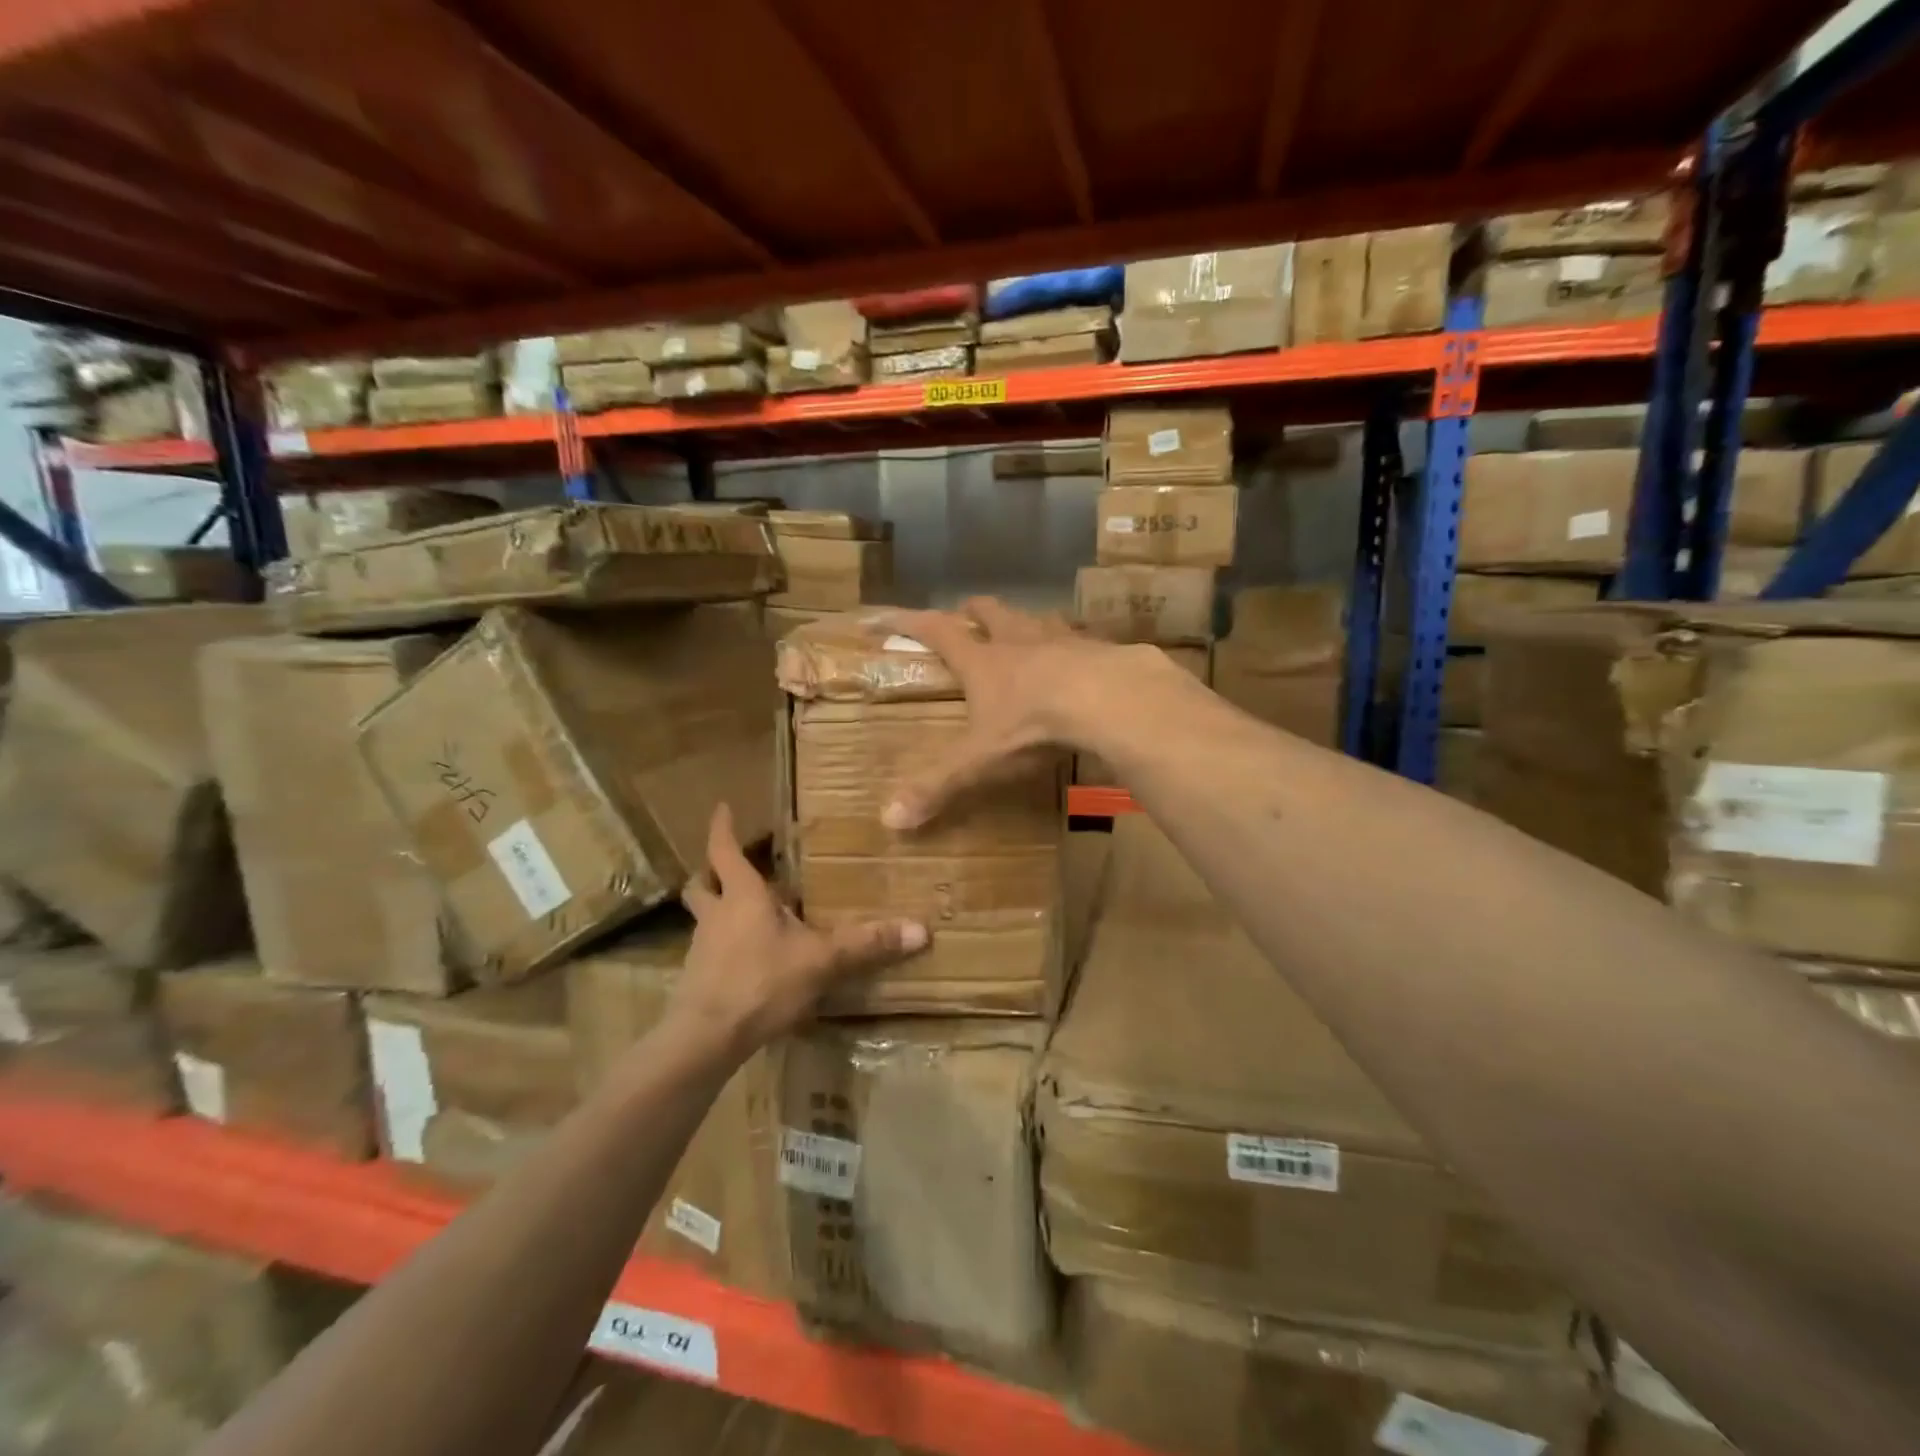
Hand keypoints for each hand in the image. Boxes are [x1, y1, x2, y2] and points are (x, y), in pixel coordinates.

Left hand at [674, 803, 926, 1052]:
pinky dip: (723, 946)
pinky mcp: (698, 979)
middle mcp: (716, 916)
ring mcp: (702, 948)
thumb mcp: (821, 960)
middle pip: (701, 884)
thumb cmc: (761, 982)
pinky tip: (748, 960)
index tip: (722, 807)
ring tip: (744, 913)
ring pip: (704, 918)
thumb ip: (867, 944)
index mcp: (742, 896)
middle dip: (711, 871)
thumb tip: (921, 930)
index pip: (724, 850)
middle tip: (729, 866)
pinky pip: (709, 951)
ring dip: (717, 909)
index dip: (722, 828)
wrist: (706, 1039)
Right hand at [876, 598, 1129, 830]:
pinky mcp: (1100, 649)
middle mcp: (1019, 641)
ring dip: (1026, 622)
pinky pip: (1082, 638)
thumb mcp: (980, 760)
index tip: (886, 614)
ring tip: (1025, 630)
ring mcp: (1063, 640)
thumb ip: (938, 786)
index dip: (909, 622)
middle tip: (967, 614)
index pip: (937, 632)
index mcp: (983, 662)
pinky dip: (1073, 644)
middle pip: (991, 612)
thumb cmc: (1034, 726)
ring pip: (1037, 618)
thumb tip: (889, 821)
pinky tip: (1082, 658)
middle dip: (975, 611)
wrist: (1109, 700)